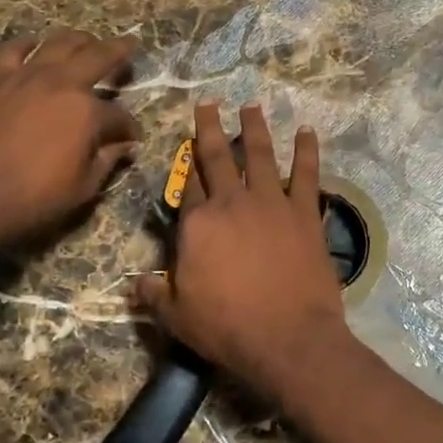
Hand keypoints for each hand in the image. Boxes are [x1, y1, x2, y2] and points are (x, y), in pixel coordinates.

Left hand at [0, 29, 141, 250]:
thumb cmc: (35, 198)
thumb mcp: (84, 187)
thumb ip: (108, 160)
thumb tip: (125, 147)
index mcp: (87, 112)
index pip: (119, 115)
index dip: (129, 127)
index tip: (131, 139)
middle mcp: (61, 83)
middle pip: (97, 57)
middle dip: (119, 51)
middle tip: (129, 46)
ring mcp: (25, 77)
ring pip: (58, 43)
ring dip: (79, 40)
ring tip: (88, 41)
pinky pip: (11, 51)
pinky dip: (25, 45)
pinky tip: (33, 45)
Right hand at [135, 102, 350, 398]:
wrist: (288, 338)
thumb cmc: (227, 328)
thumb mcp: (177, 317)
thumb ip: (154, 295)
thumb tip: (135, 284)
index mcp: (197, 224)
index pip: (188, 186)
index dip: (186, 165)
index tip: (186, 144)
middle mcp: (232, 203)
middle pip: (217, 158)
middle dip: (211, 128)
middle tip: (209, 104)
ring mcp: (271, 204)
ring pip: (260, 155)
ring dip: (255, 128)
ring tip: (252, 106)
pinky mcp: (305, 213)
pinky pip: (307, 174)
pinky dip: (307, 151)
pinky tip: (307, 131)